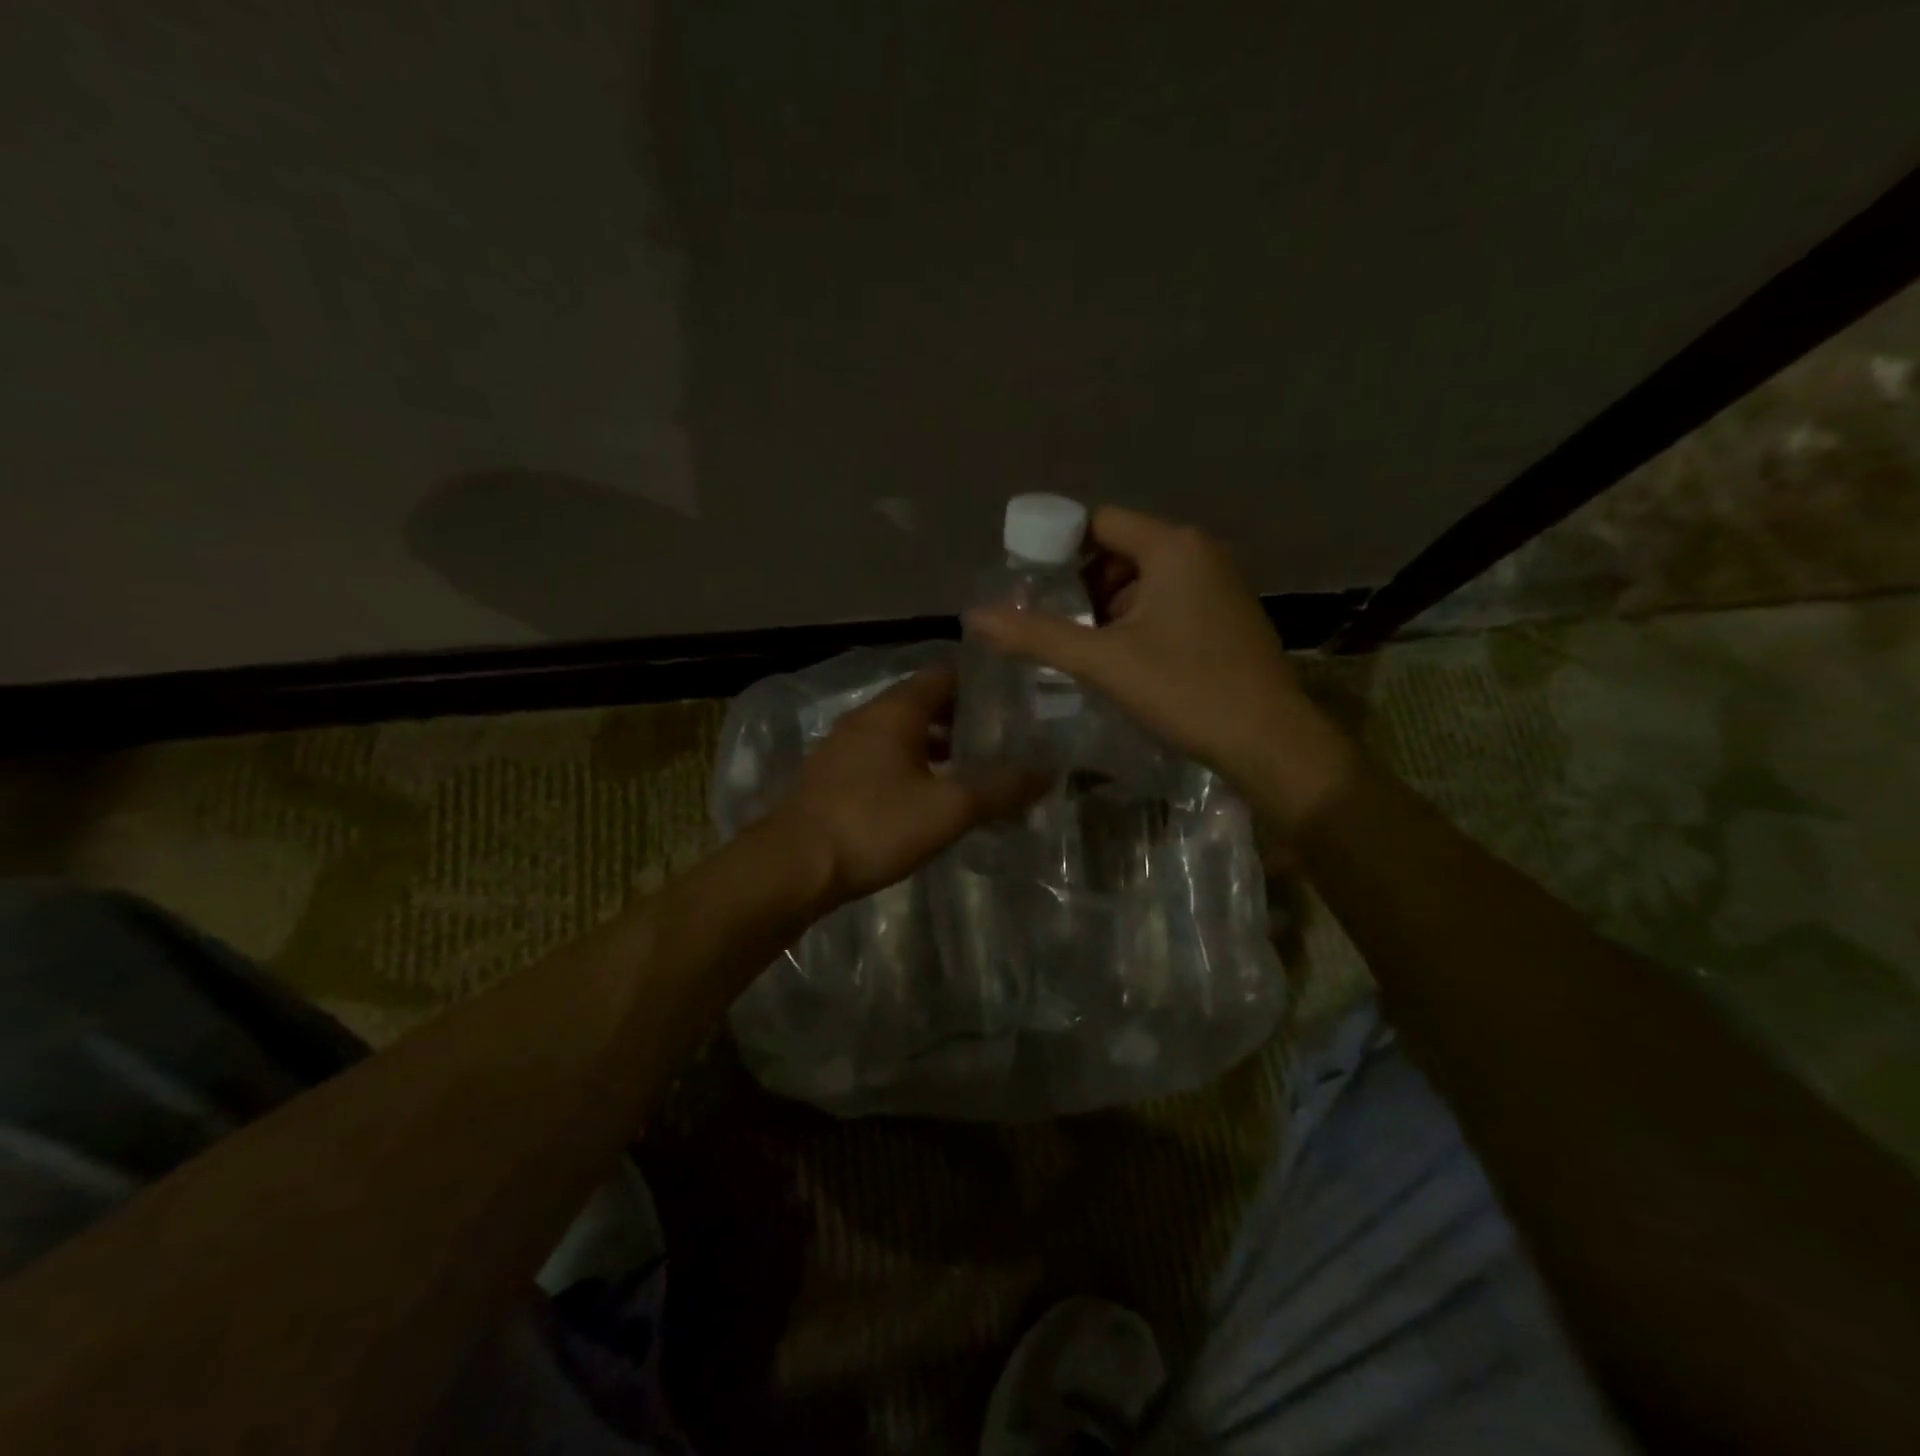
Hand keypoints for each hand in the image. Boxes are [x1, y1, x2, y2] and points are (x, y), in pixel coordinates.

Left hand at [774, 667, 1041, 905]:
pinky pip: (878, 760)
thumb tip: (1046, 771)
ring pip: (898, 734)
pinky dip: (907, 768)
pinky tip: (923, 799)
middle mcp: (865, 718)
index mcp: (895, 710)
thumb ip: (999, 788)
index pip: (944, 674)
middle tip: (1000, 738)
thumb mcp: (948, 809)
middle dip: (960, 718)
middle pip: (921, 704)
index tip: (1011, 699)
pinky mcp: (829, 779)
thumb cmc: (874, 825)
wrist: (792, 866)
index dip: (978, 682)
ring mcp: (841, 748)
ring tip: (969, 770)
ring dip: (933, 746)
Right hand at [963, 506, 1353, 822]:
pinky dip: (1138, 621)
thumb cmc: (1186, 690)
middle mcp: (1200, 553)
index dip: (1057, 549)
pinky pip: (1169, 601)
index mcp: (1173, 546)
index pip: (1098, 523)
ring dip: (1109, 608)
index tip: (1029, 587)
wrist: (1270, 742)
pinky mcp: (1227, 616)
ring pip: (1144, 580)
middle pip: (1120, 550)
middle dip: (1082, 585)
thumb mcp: (1103, 662)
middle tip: (1053, 626)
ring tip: (1084, 649)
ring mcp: (1220, 584)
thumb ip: (1036, 636)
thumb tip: (973, 617)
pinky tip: (1124, 660)